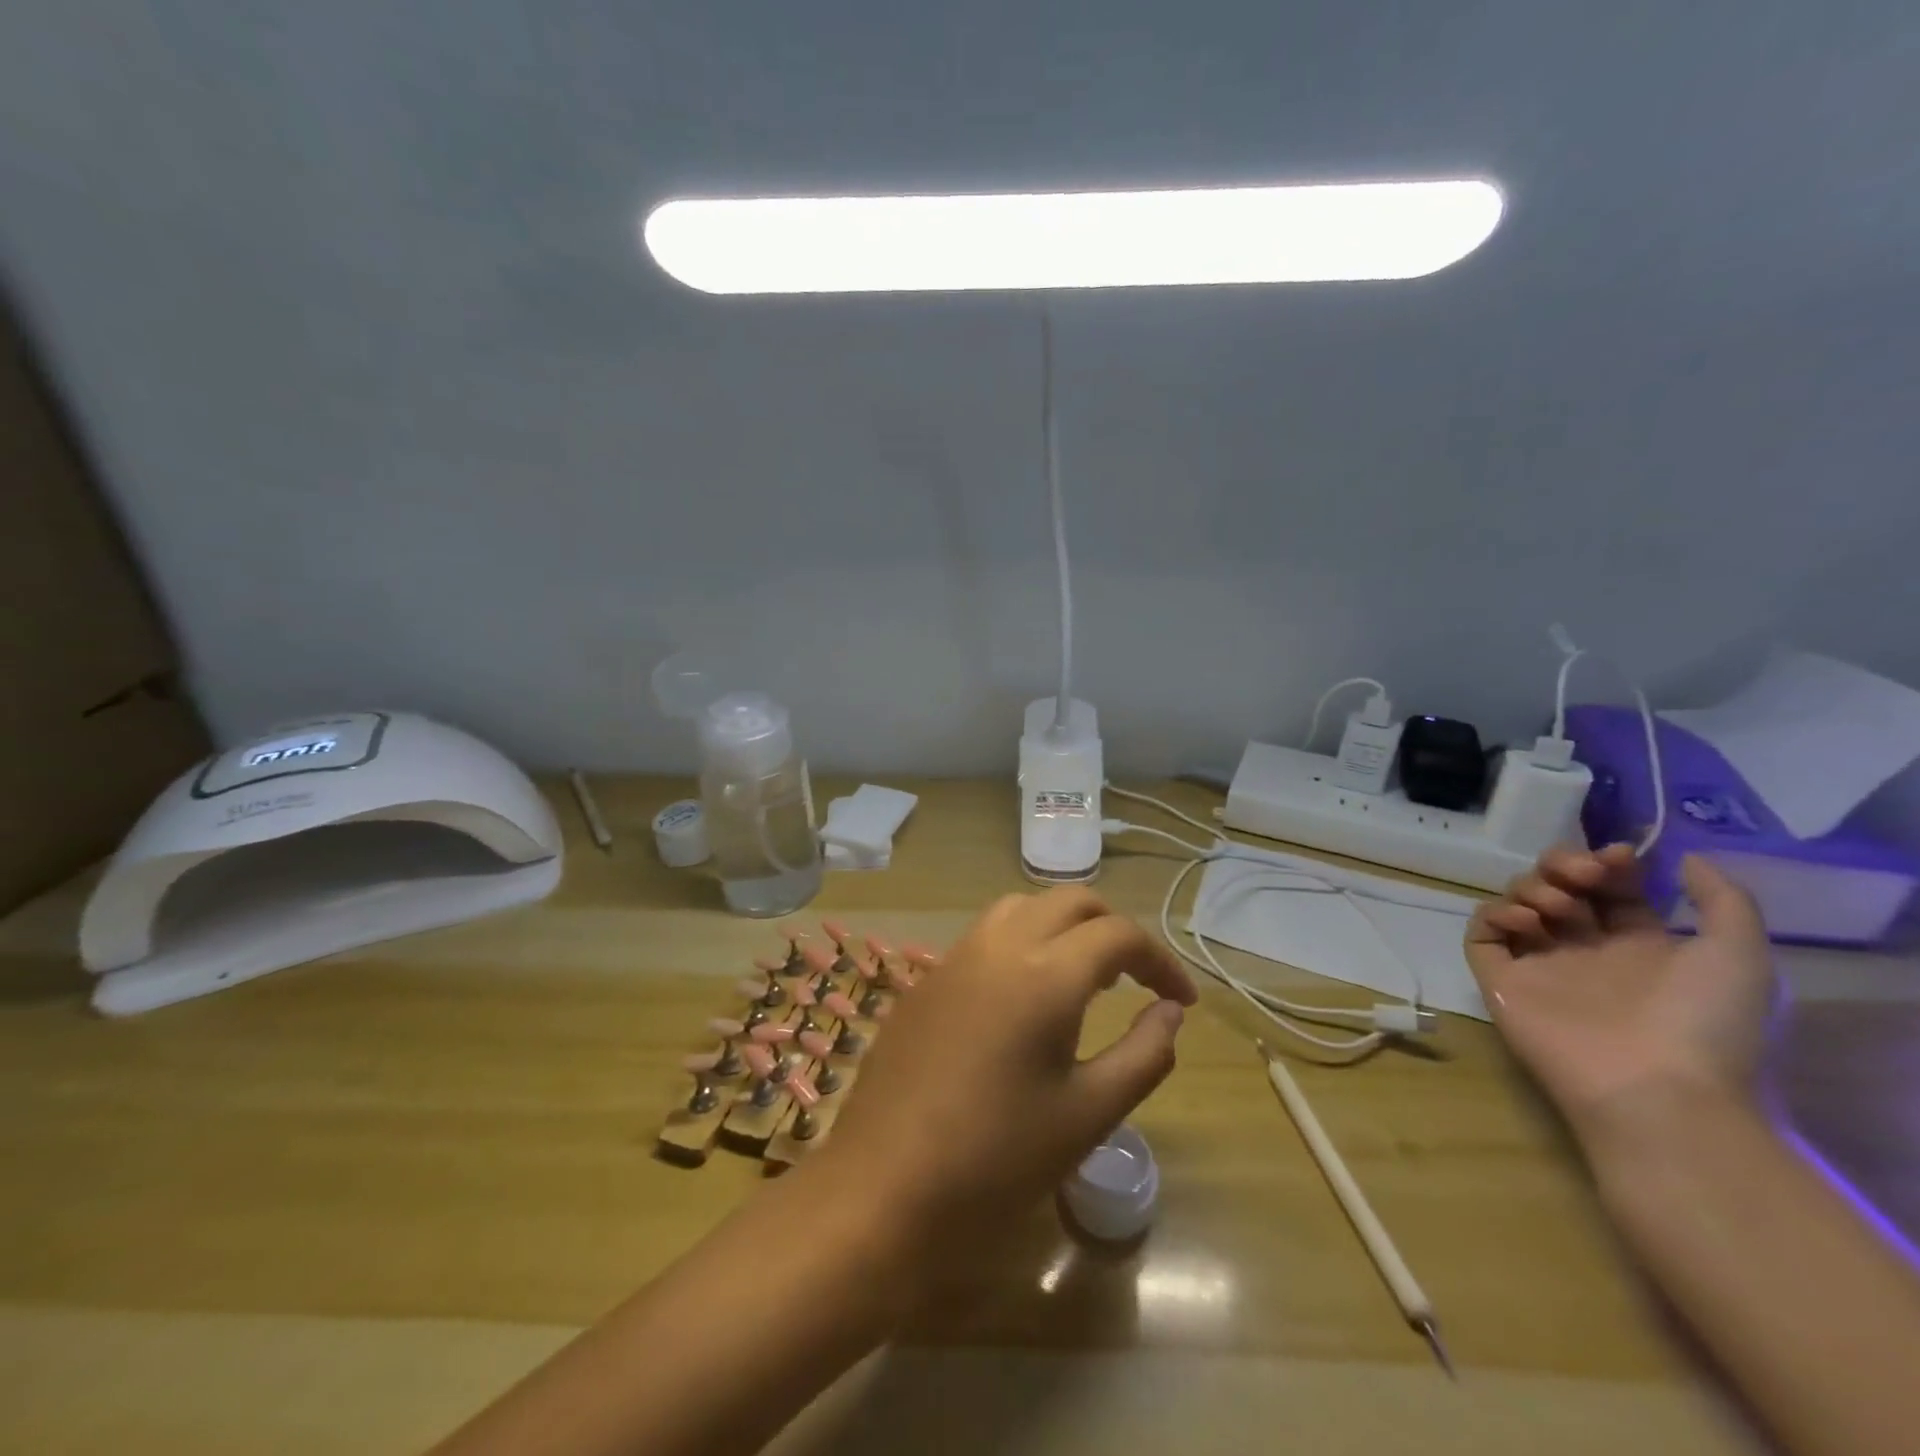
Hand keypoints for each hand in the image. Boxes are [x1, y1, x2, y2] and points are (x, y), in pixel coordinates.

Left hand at [818, 887, 1196, 1249]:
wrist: (882, 1187)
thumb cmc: (995, 1160)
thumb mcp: (1087, 1115)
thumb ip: (1143, 1055)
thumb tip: (1170, 1012)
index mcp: (1045, 974)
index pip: (1119, 934)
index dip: (1160, 960)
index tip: (1182, 1000)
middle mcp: (999, 946)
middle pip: (1070, 901)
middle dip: (1113, 929)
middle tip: (1136, 979)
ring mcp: (955, 957)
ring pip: (1022, 907)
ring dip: (1063, 926)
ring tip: (1083, 977)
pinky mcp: (927, 979)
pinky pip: (985, 935)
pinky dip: (1021, 941)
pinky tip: (1023, 996)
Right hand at [1464, 845, 1776, 1136]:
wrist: (1653, 1087)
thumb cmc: (1702, 1022)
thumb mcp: (1740, 955)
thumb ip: (1723, 900)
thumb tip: (1683, 857)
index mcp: (1639, 946)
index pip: (1609, 888)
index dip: (1607, 863)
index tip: (1616, 856)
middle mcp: (1584, 949)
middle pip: (1556, 886)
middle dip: (1562, 864)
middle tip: (1582, 875)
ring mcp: (1539, 963)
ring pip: (1516, 901)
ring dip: (1533, 887)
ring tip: (1559, 910)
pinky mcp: (1500, 977)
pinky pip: (1481, 933)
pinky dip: (1495, 914)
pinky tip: (1526, 923)